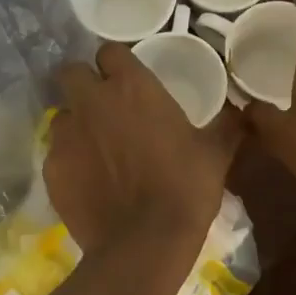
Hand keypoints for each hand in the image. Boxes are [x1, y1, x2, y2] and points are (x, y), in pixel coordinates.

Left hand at [45, 43, 239, 254]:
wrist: (145, 243)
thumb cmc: (185, 189)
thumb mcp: (216, 153)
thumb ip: (227, 125)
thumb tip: (243, 112)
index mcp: (131, 86)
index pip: (109, 50)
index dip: (116, 63)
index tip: (126, 79)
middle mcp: (91, 101)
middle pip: (72, 72)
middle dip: (84, 84)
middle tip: (105, 107)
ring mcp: (66, 135)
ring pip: (61, 114)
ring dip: (76, 123)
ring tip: (96, 149)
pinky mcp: (51, 168)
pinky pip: (56, 153)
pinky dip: (69, 161)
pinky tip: (88, 182)